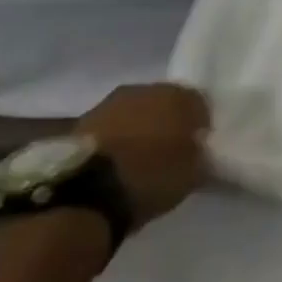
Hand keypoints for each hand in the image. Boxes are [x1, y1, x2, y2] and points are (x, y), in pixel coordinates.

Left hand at [80, 84, 211, 230]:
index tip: (198, 147)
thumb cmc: (151, 177)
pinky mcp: (81, 122)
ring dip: (139, 130)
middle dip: (167, 123)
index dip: (199, 126)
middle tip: (170, 151)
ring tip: (140, 159)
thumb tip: (198, 150)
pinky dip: (116, 140)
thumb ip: (199, 154)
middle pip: (164, 104)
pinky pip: (110, 128)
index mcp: (179, 95)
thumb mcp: (193, 173)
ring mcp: (109, 103)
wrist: (84, 192)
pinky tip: (117, 162)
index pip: (200, 104)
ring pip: (134, 113)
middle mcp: (145, 89)